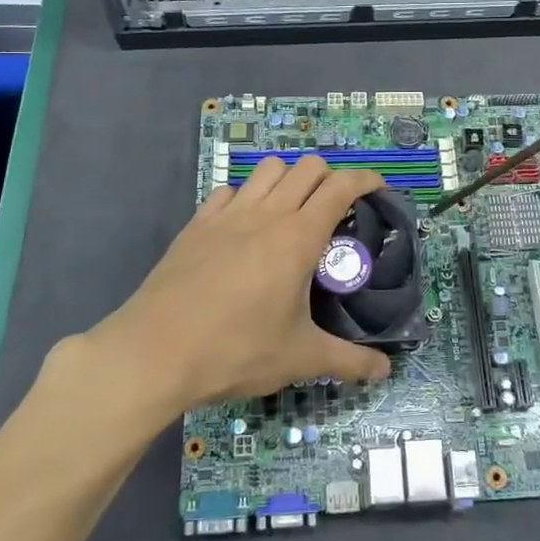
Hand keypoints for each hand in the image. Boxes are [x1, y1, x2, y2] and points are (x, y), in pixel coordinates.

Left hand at [92, 156, 394, 411]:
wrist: (154, 353)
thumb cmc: (235, 351)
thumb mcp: (299, 359)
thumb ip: (348, 362)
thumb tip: (385, 373)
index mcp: (297, 237)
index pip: (340, 186)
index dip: (365, 179)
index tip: (378, 188)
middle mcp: (265, 214)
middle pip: (306, 167)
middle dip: (329, 177)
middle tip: (336, 210)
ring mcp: (227, 215)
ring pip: (267, 169)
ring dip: (288, 178)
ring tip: (292, 211)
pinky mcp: (196, 224)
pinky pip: (229, 191)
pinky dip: (247, 196)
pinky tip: (244, 226)